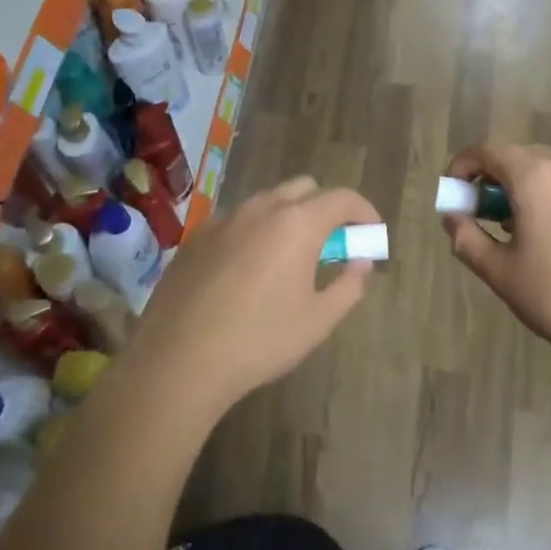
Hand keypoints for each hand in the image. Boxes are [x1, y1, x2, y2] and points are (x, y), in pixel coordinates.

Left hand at [129, 176, 379, 411]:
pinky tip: (248, 271)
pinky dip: (255, 232)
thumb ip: (349, 286)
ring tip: (289, 258)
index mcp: (297, 224)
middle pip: (305, 188)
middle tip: (332, 245)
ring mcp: (224, 219)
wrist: (178, 360)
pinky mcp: (196, 237)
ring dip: (289, 218)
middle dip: (326, 208)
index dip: (364, 211)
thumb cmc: (259, 340)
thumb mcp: (318, 321)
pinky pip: (237, 221)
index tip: (372, 233)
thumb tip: (361, 263)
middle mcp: (261, 209)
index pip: (342, 198)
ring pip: (267, 202)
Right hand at [442, 144, 550, 370]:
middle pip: (521, 156)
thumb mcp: (502, 274)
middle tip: (480, 213)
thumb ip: (468, 239)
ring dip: (524, 188)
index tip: (453, 193)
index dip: (463, 165)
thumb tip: (452, 218)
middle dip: (493, 177)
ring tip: (516, 230)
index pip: (489, 150)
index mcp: (537, 178)